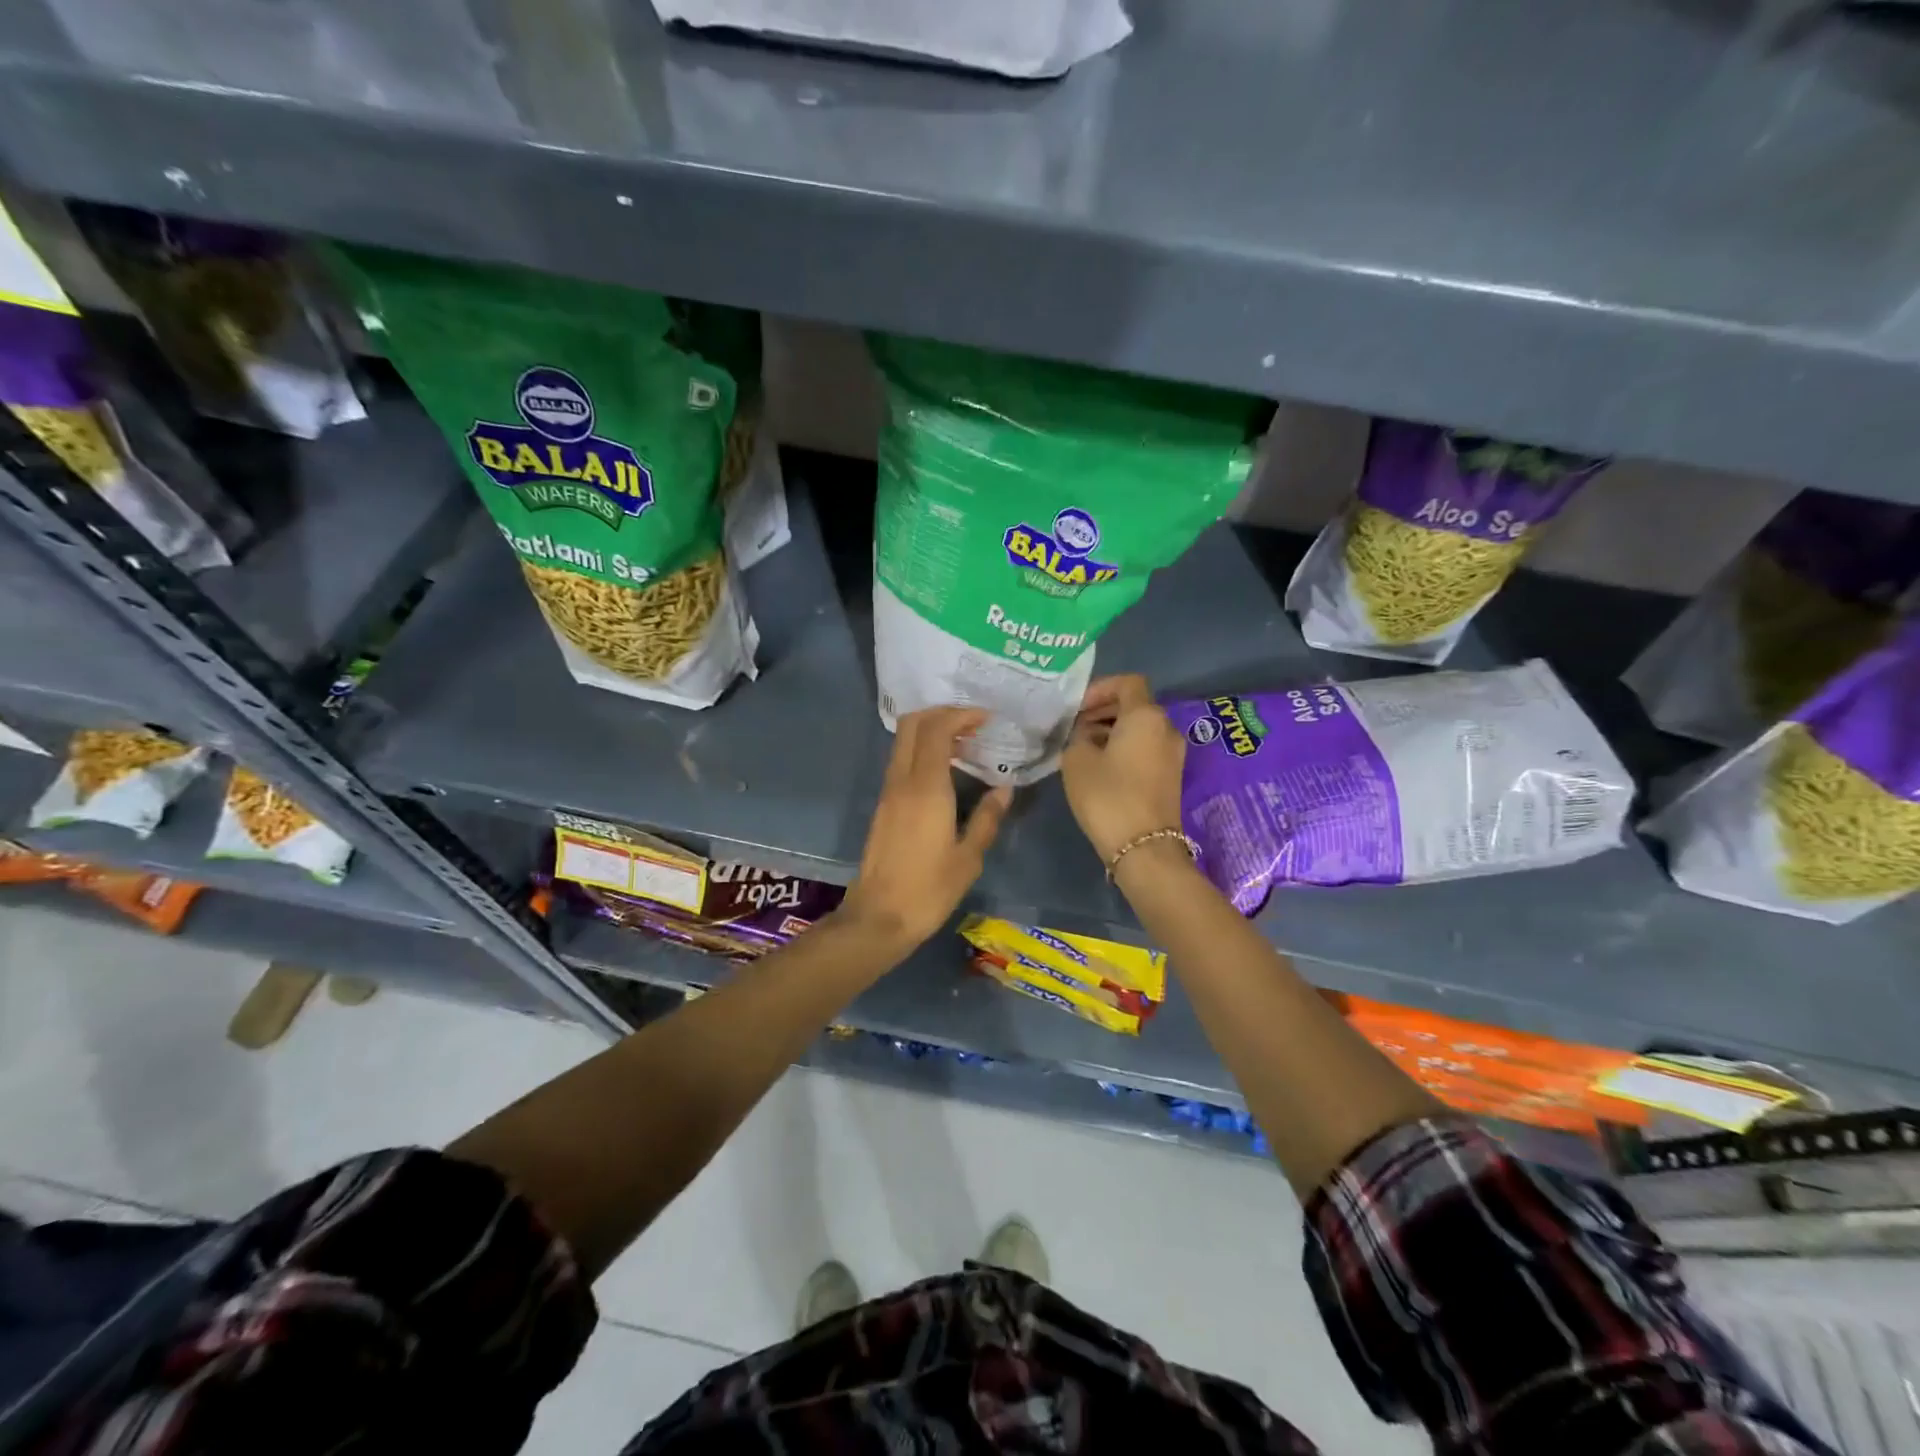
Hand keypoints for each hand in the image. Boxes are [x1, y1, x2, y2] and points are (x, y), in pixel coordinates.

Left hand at [837, 707, 1012, 951]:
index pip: (937, 729)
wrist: (879, 917)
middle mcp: (902, 781)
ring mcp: (888, 792)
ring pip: (904, 741)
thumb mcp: (968, 858)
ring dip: (932, 732)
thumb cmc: (929, 890)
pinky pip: (902, 761)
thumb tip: (1004, 790)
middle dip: (943, 713)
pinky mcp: (883, 805)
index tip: (987, 719)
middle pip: (913, 724)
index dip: (961, 715)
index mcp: (926, 788)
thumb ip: (987, 818)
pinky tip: (946, 771)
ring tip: (965, 746)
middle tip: (973, 725)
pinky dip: (923, 751)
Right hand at [1060, 675, 1185, 864]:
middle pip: (1135, 705)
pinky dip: (1125, 748)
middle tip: (1075, 727)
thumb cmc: (1108, 796)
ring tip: (1083, 748)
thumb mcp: (1077, 760)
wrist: (1144, 847)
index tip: (1077, 708)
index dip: (1100, 688)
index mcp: (1146, 715)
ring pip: (1140, 728)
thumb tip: (1087, 734)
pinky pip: (1146, 748)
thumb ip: (1079, 736)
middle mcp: (1166, 728)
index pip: (1127, 682)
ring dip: (1113, 731)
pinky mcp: (1171, 776)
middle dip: (1104, 710)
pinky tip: (1101, 767)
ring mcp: (1173, 754)